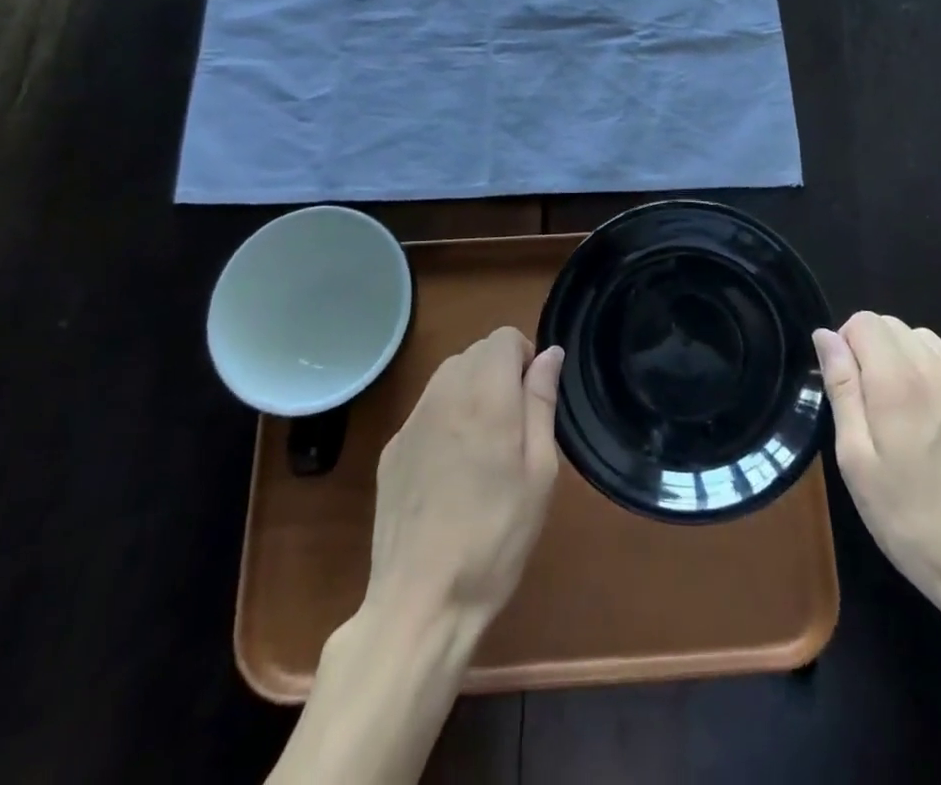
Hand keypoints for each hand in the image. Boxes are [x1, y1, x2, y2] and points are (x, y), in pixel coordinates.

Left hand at [366, 327, 563, 629]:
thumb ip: (542, 402)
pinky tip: (451, 470)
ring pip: (448, 376)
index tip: (533, 400)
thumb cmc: (496, 537)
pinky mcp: (392, 448)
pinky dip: (445, 418)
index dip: (525, 358)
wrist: (421, 602)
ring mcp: (412, 420)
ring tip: (484, 447)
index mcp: (486, 395)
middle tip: (514, 428)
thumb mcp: (539, 472)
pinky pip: (426, 409)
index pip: (504, 338)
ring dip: (472, 391)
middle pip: (476, 352)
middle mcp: (444, 394)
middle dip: (500, 372)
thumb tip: (549, 354)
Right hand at [814, 312, 940, 618]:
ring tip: (891, 407)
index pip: (863, 321)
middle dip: (867, 346)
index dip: (842, 343)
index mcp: (897, 381)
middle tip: (861, 402)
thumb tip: (826, 337)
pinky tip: (923, 420)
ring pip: (921, 339)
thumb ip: (842, 390)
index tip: (840, 386)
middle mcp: (935, 372)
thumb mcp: (857, 462)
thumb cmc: (913, 522)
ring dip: (897, 355)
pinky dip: (925, 371)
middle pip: (892, 324)